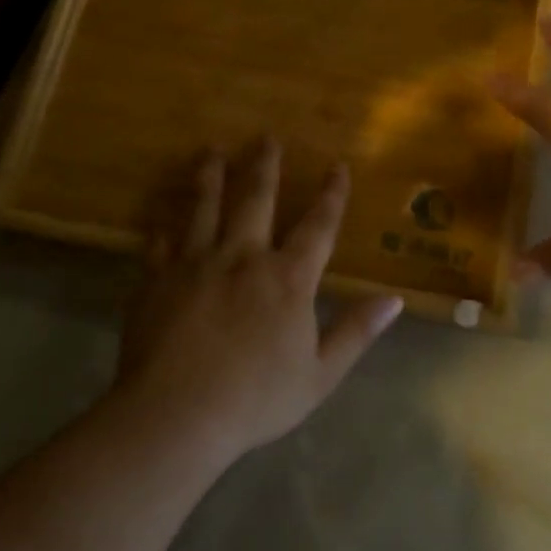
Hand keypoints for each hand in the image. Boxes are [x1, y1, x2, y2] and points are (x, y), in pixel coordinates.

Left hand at [116, 138, 403, 463]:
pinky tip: (162, 215)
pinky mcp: (156, 278)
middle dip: (265, 165)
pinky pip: (160, 241)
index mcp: (287, 279)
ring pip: (204, 206)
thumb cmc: (255, 399)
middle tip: (266, 136)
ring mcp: (195, 263)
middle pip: (256, 198)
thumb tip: (394, 300)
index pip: (318, 226)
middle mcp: (243, 257)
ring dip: (210, 175)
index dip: (331, 195)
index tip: (337, 166)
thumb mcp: (320, 374)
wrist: (177, 414)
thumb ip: (355, 332)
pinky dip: (163, 225)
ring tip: (211, 150)